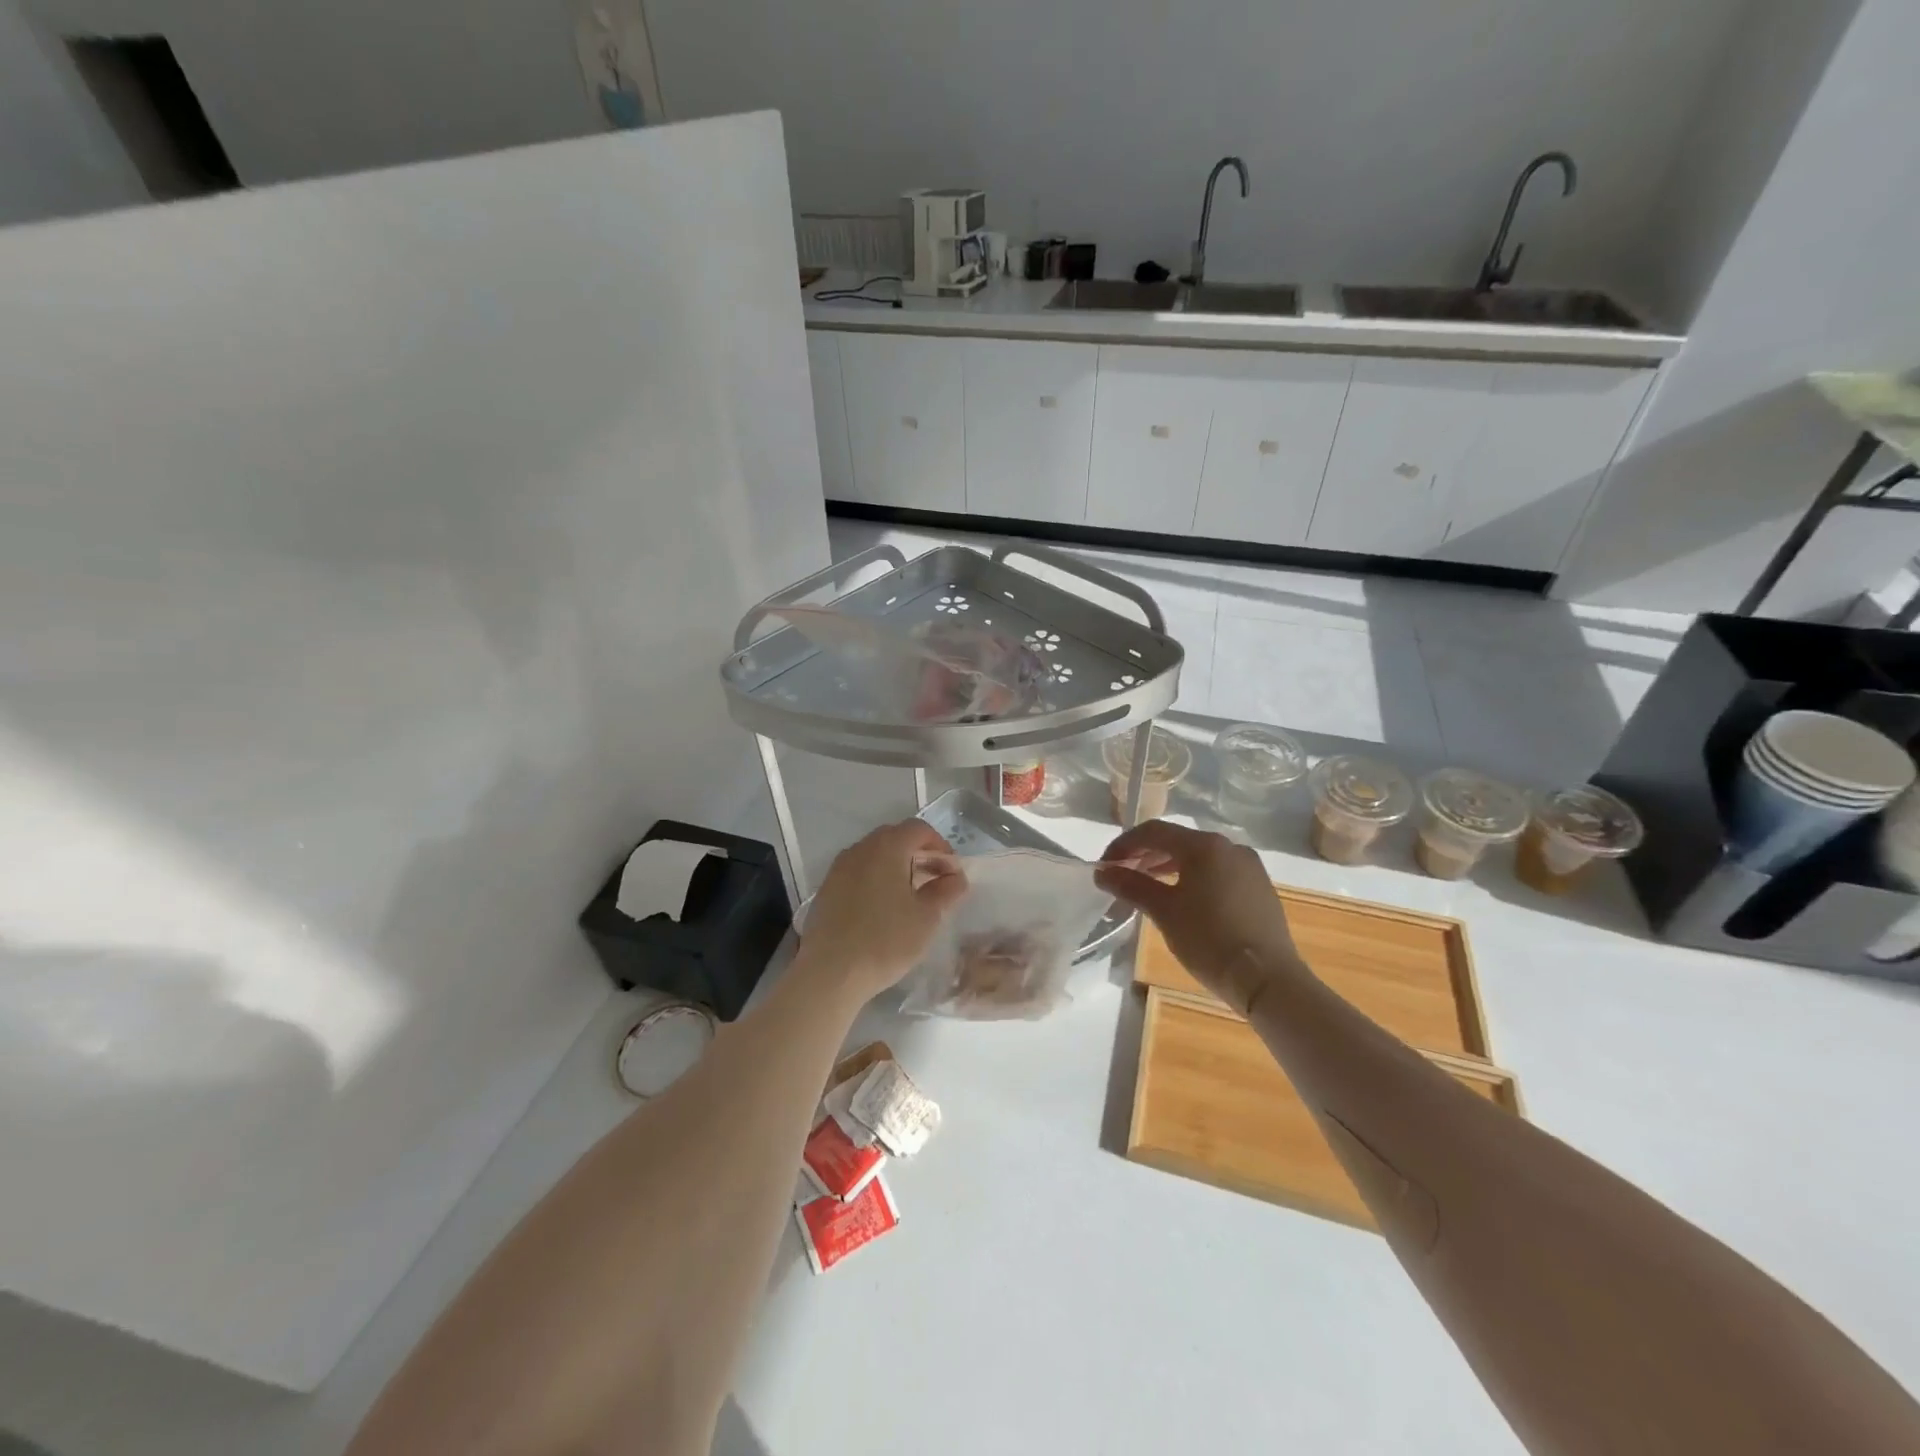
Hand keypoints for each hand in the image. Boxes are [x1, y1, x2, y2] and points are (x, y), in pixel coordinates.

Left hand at [795, 820, 966, 1006]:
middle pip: (895, 838)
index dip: (940, 846)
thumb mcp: (927, 917)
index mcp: (887, 847)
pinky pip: (858, 873)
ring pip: (875, 856)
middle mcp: (860, 849)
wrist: (830, 972)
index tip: (952, 872)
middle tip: (935, 882)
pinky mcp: (827, 889)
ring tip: (911, 897)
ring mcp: (839, 868)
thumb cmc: (885, 940)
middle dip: (919, 855)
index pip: (919, 829)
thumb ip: (946, 891)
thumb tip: (956, 877)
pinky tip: (883, 909)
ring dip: (897, 867)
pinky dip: (876, 880)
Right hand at [1095, 821, 1303, 1014]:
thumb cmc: (1209, 940)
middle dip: (1145, 856)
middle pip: (1177, 841)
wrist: (1267, 979)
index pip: (1153, 831)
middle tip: (1122, 877)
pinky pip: (1217, 872)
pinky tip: (1182, 900)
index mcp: (1204, 845)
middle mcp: (1229, 846)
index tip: (1105, 866)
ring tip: (1147, 888)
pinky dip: (1193, 878)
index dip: (1124, 844)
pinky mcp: (1259, 888)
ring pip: (1198, 857)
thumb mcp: (1164, 912)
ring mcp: (1248, 866)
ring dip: (1168, 867)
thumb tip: (1103, 872)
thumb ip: (1131, 885)